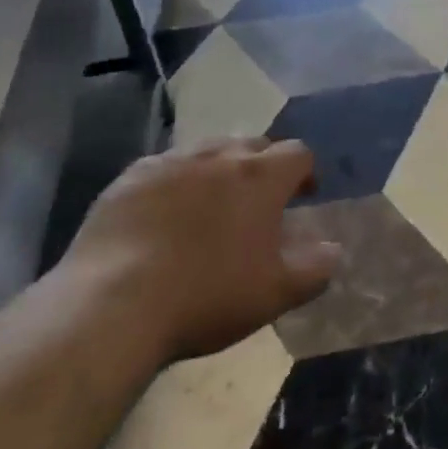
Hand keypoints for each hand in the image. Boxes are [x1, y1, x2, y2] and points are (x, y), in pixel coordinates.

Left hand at [61, 138, 341, 362]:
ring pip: (207, 151)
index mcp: (260, 177)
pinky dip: (174, 183)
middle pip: (252, 144)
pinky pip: (163, 167)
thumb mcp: (274, 293)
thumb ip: (315, 268)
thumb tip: (334, 249)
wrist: (113, 304)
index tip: (303, 195)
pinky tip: (163, 215)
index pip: (297, 153)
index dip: (305, 172)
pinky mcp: (129, 178)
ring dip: (218, 169)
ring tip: (210, 205)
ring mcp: (170, 162)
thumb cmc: (207, 296)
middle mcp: (218, 156)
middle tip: (258, 202)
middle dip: (262, 166)